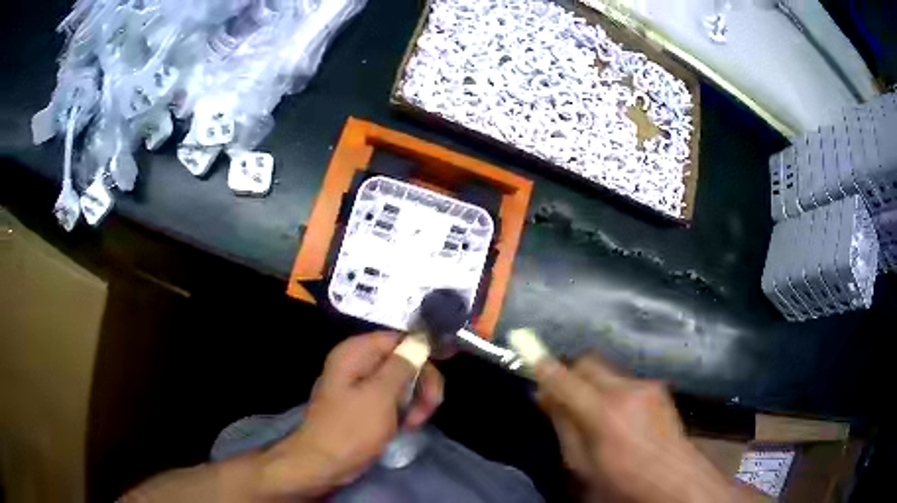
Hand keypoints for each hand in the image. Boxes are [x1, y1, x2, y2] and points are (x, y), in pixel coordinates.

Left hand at [258, 331, 443, 497]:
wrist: (323, 463)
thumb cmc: (351, 429)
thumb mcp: (380, 396)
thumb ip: (402, 365)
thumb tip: (420, 340)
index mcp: (356, 352)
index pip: (399, 339)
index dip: (422, 354)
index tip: (438, 379)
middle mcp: (357, 362)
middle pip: (403, 360)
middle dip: (421, 383)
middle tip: (429, 409)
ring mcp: (360, 384)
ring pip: (401, 381)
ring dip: (415, 400)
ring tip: (415, 423)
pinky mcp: (364, 404)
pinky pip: (392, 398)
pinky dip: (404, 410)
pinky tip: (406, 426)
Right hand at [534, 354, 742, 502]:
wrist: (674, 478)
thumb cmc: (622, 479)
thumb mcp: (582, 463)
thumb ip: (563, 426)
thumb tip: (544, 397)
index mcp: (603, 413)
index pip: (564, 378)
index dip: (542, 364)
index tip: (526, 349)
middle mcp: (625, 390)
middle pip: (587, 361)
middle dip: (571, 371)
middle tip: (562, 393)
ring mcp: (646, 385)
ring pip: (607, 371)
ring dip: (592, 383)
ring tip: (594, 411)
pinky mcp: (658, 387)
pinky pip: (626, 380)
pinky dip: (613, 390)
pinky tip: (620, 415)